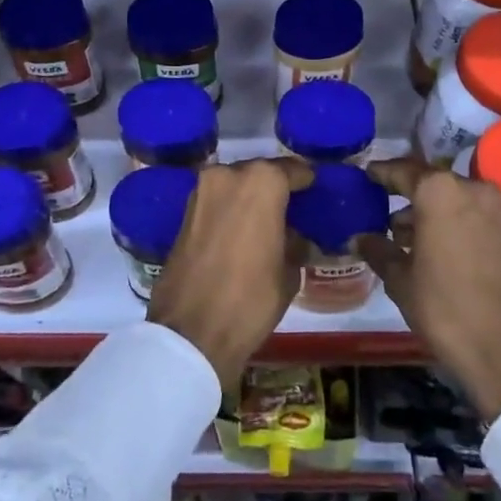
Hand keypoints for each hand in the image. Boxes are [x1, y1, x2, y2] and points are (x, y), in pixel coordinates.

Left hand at [147, 159, 312, 391]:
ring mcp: (202, 190)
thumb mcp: (289, 272)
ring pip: (236, 184)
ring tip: (266, 223)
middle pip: (261, 173)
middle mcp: (229, 174)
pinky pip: (218, 200)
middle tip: (291, 211)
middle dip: (275, 189)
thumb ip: (294, 242)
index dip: (306, 183)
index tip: (315, 194)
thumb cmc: (251, 298)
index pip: (293, 170)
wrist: (191, 331)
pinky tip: (242, 232)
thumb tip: (295, 235)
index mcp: (262, 182)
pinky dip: (230, 209)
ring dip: (250, 198)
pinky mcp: (185, 210)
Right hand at [360, 159, 500, 422]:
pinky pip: (469, 215)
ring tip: (401, 236)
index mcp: (439, 191)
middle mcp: (470, 189)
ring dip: (427, 212)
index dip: (381, 173)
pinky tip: (429, 248)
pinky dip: (448, 223)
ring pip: (451, 199)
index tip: (364, 175)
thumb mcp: (401, 280)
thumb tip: (358, 237)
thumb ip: (378, 250)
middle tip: (379, 207)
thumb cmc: (445, 308)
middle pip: (429, 183)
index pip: (402, 170)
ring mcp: (495, 210)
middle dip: (405, 194)